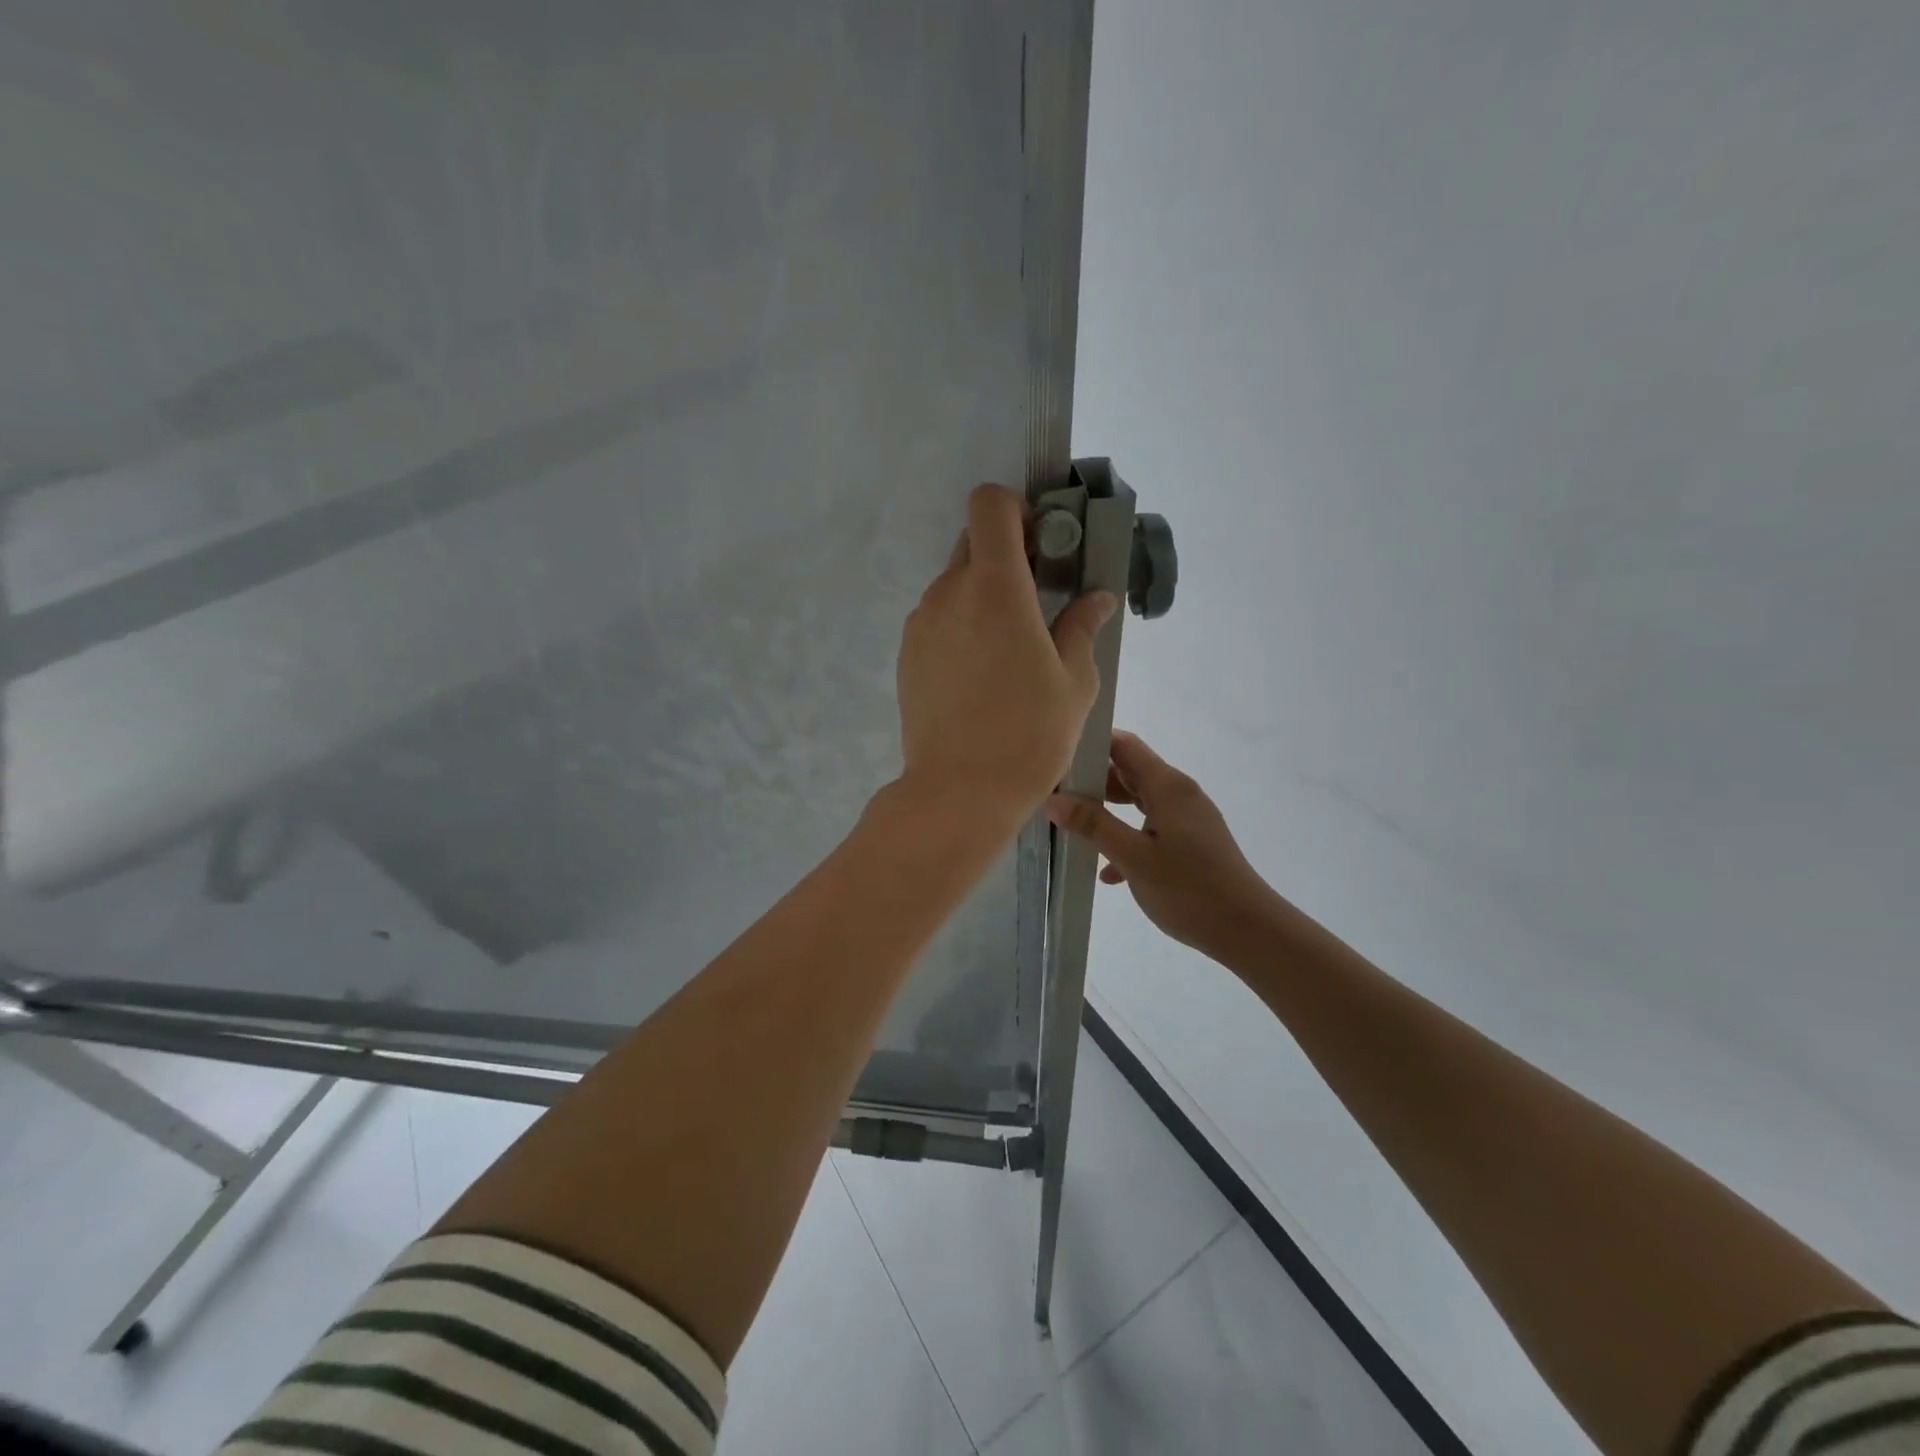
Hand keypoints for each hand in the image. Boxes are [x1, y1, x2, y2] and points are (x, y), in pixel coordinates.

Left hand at [895, 483, 1116, 830]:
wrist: (959, 791)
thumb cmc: (1029, 734)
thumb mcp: (1075, 682)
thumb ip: (1082, 627)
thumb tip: (1096, 598)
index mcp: (995, 586)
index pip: (989, 504)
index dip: (1015, 511)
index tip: (1040, 547)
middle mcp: (948, 592)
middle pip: (973, 543)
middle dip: (1006, 556)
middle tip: (1035, 602)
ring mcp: (920, 623)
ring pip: (954, 584)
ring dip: (982, 596)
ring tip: (1008, 651)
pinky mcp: (907, 654)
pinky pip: (937, 619)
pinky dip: (960, 626)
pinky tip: (979, 675)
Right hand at [1046, 731, 1279, 958]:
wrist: (1248, 930)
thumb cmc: (1188, 888)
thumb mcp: (1133, 857)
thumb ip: (1093, 824)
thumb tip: (1054, 799)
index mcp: (1168, 786)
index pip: (1124, 745)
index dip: (1090, 745)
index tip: (1057, 759)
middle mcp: (1179, 793)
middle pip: (1129, 771)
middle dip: (1093, 781)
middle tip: (1056, 796)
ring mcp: (1188, 818)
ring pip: (1139, 801)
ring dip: (1107, 812)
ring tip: (1073, 827)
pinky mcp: (1191, 842)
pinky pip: (1151, 829)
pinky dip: (1128, 838)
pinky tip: (1109, 872)